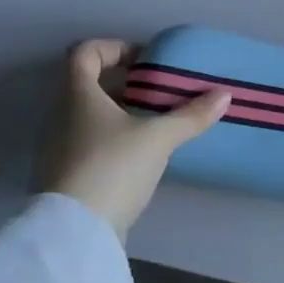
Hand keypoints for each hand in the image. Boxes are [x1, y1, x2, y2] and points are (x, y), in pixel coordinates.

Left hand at [39, 39, 229, 240]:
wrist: (74, 234)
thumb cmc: (112, 167)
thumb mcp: (159, 138)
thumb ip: (191, 115)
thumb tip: (224, 95)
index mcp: (78, 96)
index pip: (84, 53)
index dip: (114, 48)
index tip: (146, 61)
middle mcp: (61, 116)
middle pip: (89, 85)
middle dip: (126, 84)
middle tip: (160, 91)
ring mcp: (59, 148)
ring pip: (91, 116)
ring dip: (122, 113)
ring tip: (158, 123)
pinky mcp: (66, 177)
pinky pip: (91, 143)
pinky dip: (116, 140)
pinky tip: (143, 155)